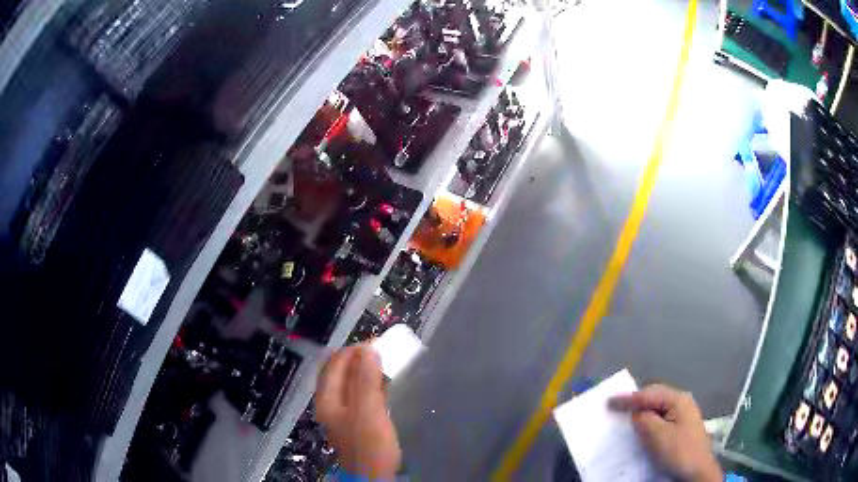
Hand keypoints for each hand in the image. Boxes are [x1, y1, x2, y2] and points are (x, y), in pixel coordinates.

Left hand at [315, 344, 400, 477]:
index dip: (354, 350)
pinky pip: (359, 392)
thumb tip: (368, 349)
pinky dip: (369, 382)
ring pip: (350, 381)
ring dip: (365, 369)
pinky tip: (383, 381)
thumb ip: (365, 380)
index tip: (377, 343)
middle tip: (381, 350)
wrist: (375, 475)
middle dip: (358, 357)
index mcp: (327, 398)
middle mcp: (330, 401)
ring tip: (384, 361)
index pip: (335, 363)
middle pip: (339, 371)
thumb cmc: (370, 444)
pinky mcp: (356, 418)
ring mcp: (342, 410)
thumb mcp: (368, 411)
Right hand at [609, 384, 721, 481]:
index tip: (608, 402)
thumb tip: (635, 413)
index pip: (648, 394)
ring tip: (627, 417)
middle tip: (617, 408)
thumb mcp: (658, 436)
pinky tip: (643, 427)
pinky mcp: (681, 427)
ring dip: (642, 411)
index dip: (627, 398)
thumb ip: (644, 420)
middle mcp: (682, 402)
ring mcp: (683, 414)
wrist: (697, 470)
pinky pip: (661, 417)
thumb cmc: (679, 451)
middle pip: (655, 396)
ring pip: (658, 407)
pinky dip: (649, 420)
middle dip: (636, 401)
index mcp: (678, 400)